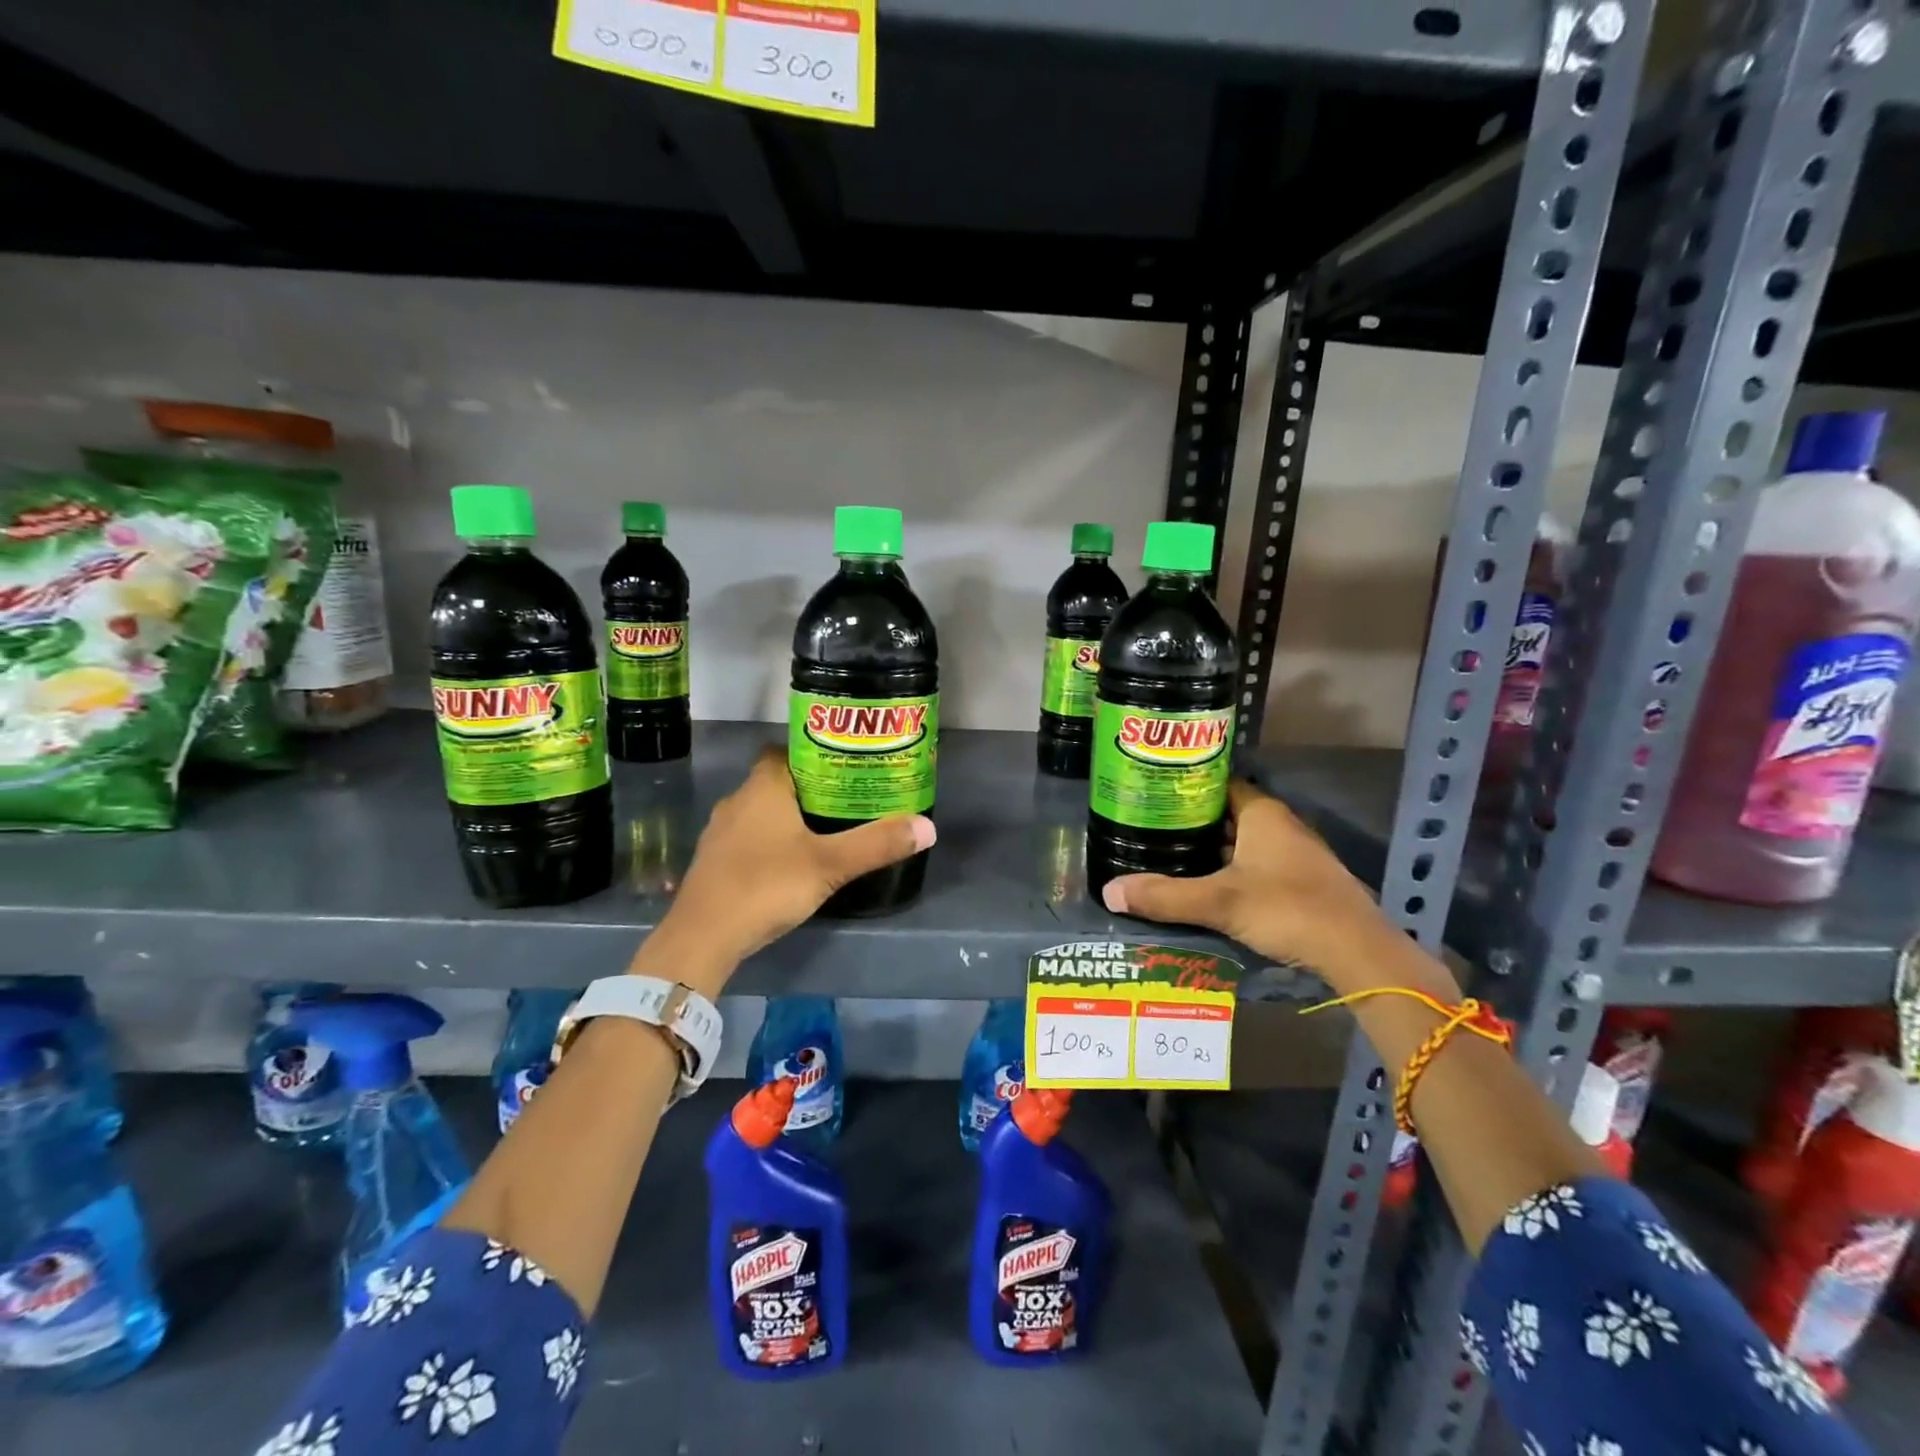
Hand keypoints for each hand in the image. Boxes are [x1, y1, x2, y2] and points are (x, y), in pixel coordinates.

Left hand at [643, 748, 935, 992]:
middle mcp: (738, 800)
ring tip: (824, 829)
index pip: (785, 750)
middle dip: (808, 787)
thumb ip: (877, 844)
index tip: (844, 765)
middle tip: (846, 799)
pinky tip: (790, 862)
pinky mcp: (714, 860)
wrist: (702, 938)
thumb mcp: (830, 865)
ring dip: (787, 816)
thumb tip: (928, 826)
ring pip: (761, 810)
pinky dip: (770, 840)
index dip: (813, 752)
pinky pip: (748, 836)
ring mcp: (721, 832)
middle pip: (776, 780)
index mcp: (763, 787)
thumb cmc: (766, 885)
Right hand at [1100, 780, 1445, 995]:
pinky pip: (1256, 865)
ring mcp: (1295, 854)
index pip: (1219, 783)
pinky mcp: (1302, 882)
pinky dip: (1231, 870)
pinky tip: (1207, 887)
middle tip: (1151, 829)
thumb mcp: (1220, 902)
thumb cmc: (1287, 909)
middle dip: (1192, 822)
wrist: (1357, 952)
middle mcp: (1281, 826)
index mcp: (1262, 814)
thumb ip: (1165, 896)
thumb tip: (1109, 892)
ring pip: (1243, 842)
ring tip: (1169, 857)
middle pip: (1228, 814)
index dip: (1186, 786)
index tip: (1153, 794)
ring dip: (1212, 850)